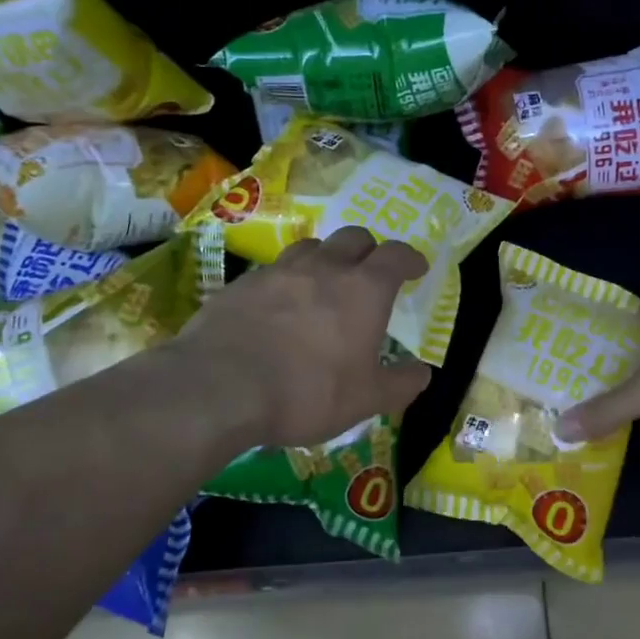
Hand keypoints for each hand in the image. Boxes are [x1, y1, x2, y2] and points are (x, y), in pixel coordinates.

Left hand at [171, 226, 433, 447]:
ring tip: (323, 284)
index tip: (416, 269)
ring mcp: (279, 271)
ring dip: (326, 258)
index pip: (396, 255)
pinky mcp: (242, 283)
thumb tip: (421, 373)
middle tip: (370, 274)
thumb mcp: (365, 400)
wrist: (218, 387)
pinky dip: (287, 280)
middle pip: (354, 238)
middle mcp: (324, 268)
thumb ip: (399, 384)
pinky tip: (279, 307)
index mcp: (363, 289)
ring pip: (311, 247)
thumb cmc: (307, 393)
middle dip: (369, 250)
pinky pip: (274, 270)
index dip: (410, 258)